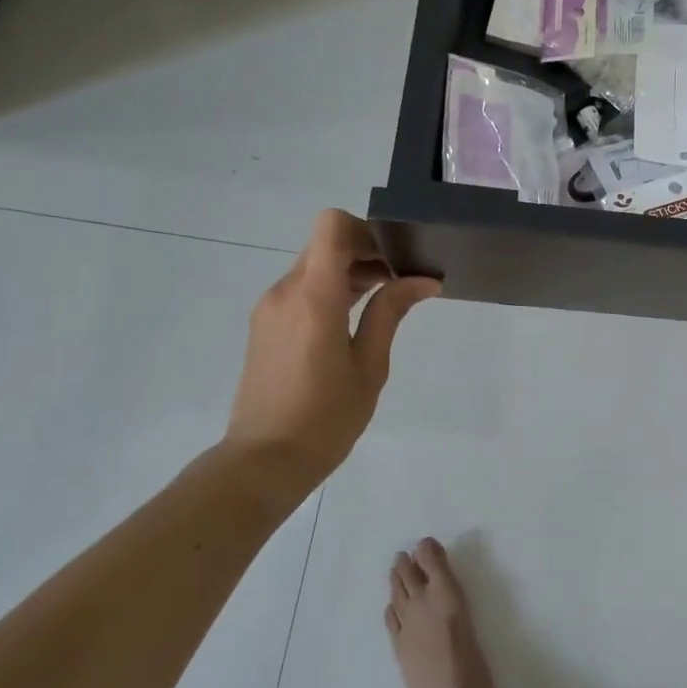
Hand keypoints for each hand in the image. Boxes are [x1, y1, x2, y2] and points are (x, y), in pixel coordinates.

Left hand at [225, 210, 439, 491]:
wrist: (264, 461)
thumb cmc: (325, 418)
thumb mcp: (369, 366)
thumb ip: (390, 313)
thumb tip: (422, 280)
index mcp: (314, 297)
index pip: (332, 226)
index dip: (366, 229)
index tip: (395, 256)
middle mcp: (285, 291)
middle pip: (326, 242)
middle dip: (366, 251)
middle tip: (401, 279)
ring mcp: (270, 307)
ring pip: (313, 264)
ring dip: (349, 271)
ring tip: (384, 300)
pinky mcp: (264, 324)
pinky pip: (300, 288)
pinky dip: (330, 289)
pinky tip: (353, 320)